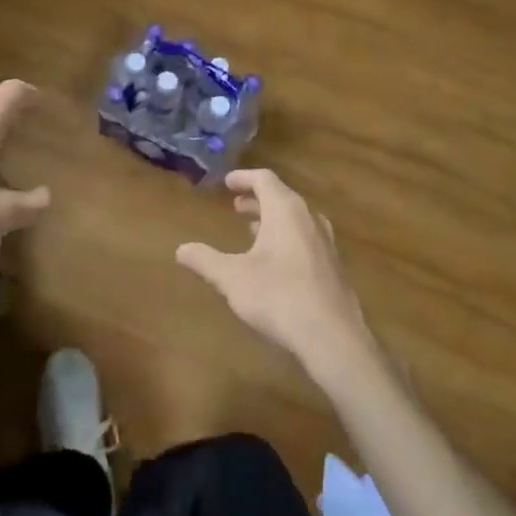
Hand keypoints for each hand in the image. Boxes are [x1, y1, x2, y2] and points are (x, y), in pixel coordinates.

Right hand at [176, 169, 373, 381]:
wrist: (333, 337)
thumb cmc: (278, 297)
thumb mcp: (232, 278)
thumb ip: (205, 260)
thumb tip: (181, 249)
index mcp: (285, 210)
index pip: (264, 179)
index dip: (244, 178)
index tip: (227, 182)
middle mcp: (309, 218)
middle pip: (282, 197)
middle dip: (257, 199)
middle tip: (236, 205)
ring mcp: (326, 242)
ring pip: (296, 219)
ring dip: (273, 219)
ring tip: (252, 231)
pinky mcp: (334, 266)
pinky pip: (307, 238)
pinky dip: (287, 237)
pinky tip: (276, 262)